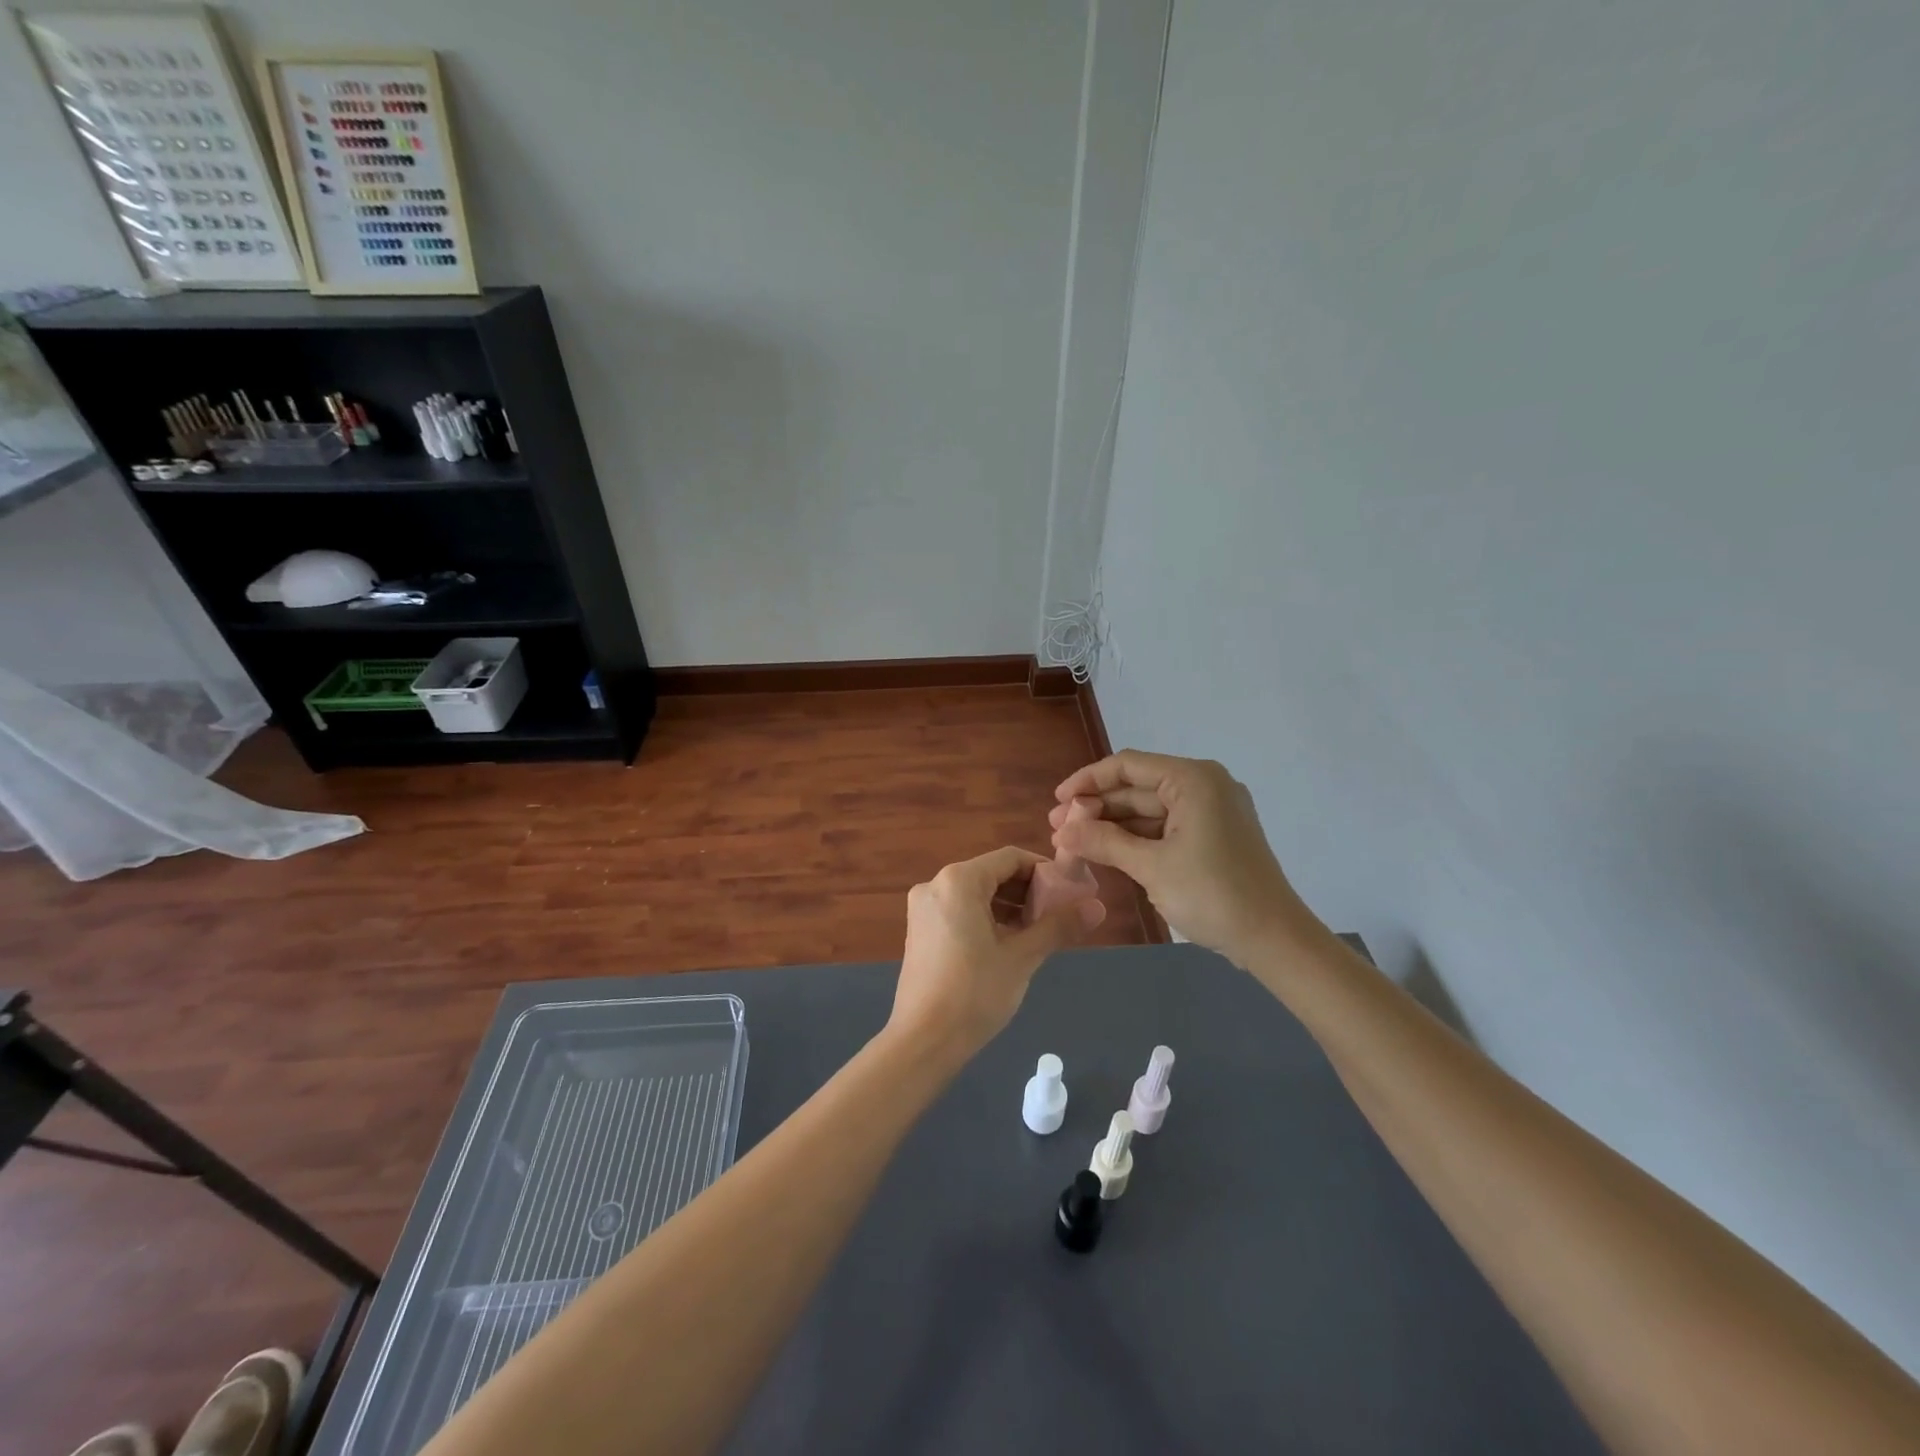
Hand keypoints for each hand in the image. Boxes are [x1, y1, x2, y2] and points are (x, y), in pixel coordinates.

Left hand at [888, 846, 1105, 1060]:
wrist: (923, 1041)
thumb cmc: (975, 993)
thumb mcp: (1022, 957)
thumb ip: (1059, 926)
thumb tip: (1099, 907)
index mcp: (958, 881)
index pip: (1010, 859)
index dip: (1044, 871)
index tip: (1070, 891)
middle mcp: (935, 885)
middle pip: (991, 874)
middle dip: (1027, 891)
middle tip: (1059, 914)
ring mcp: (924, 908)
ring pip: (976, 894)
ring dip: (1008, 907)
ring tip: (1038, 932)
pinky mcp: (920, 931)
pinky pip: (960, 911)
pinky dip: (986, 919)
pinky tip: (1008, 944)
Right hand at [1050, 751, 1324, 967]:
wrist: (1274, 939)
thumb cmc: (1213, 894)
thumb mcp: (1151, 867)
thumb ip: (1103, 842)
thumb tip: (1062, 832)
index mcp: (1192, 780)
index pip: (1127, 766)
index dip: (1087, 781)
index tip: (1057, 802)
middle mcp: (1203, 786)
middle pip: (1137, 787)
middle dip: (1097, 808)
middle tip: (1058, 829)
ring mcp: (1211, 812)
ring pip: (1149, 810)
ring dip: (1113, 826)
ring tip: (1074, 843)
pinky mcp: (1214, 836)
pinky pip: (1165, 828)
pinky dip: (1136, 839)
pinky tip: (1106, 851)